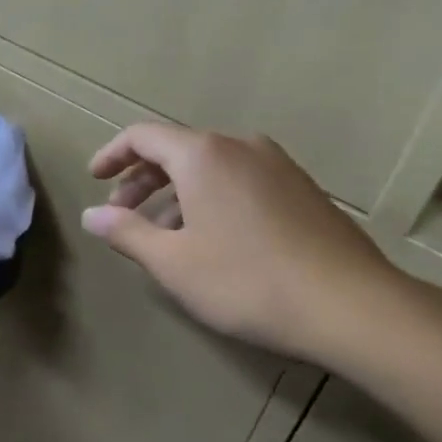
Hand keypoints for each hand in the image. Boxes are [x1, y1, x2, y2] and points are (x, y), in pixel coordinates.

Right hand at [81, 124, 401, 362]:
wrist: (351, 305)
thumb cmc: (246, 280)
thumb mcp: (172, 262)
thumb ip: (126, 232)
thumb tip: (91, 215)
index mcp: (203, 154)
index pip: (143, 136)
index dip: (112, 155)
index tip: (94, 179)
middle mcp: (240, 147)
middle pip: (177, 149)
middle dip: (142, 179)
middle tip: (122, 215)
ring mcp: (278, 166)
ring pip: (210, 167)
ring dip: (176, 192)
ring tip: (163, 234)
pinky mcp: (302, 189)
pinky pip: (240, 180)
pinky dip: (211, 198)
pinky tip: (212, 238)